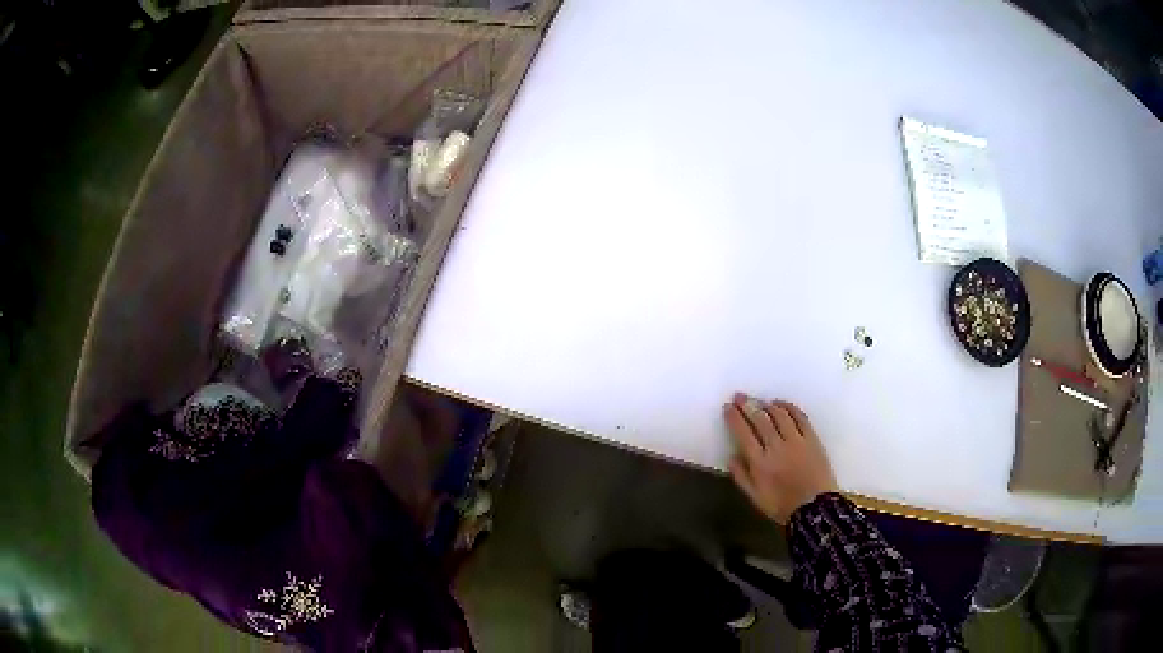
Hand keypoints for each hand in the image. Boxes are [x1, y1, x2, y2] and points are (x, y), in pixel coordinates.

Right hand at [724, 393, 837, 523]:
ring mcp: (796, 440)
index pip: (743, 433)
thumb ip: (741, 476)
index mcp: (760, 462)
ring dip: (767, 405)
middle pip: (760, 419)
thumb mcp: (755, 497)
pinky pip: (800, 417)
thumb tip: (732, 456)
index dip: (734, 418)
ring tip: (760, 401)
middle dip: (747, 405)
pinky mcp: (812, 438)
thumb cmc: (782, 505)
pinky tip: (782, 404)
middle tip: (740, 396)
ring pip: (779, 415)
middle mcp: (776, 447)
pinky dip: (789, 407)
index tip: (728, 407)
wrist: (815, 508)